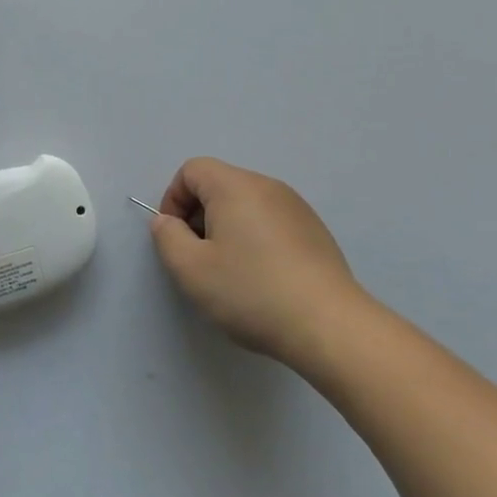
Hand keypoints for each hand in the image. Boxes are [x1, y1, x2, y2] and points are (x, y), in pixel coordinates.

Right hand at [149, 157, 371, 365]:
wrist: (329, 326)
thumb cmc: (251, 291)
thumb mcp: (191, 269)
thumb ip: (167, 237)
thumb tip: (167, 222)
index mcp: (234, 186)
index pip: (192, 170)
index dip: (173, 199)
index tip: (176, 237)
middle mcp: (267, 186)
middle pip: (219, 185)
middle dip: (199, 216)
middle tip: (199, 258)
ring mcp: (296, 207)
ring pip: (246, 205)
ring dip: (227, 229)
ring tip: (231, 273)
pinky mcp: (315, 232)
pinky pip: (271, 222)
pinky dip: (256, 239)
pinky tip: (263, 279)